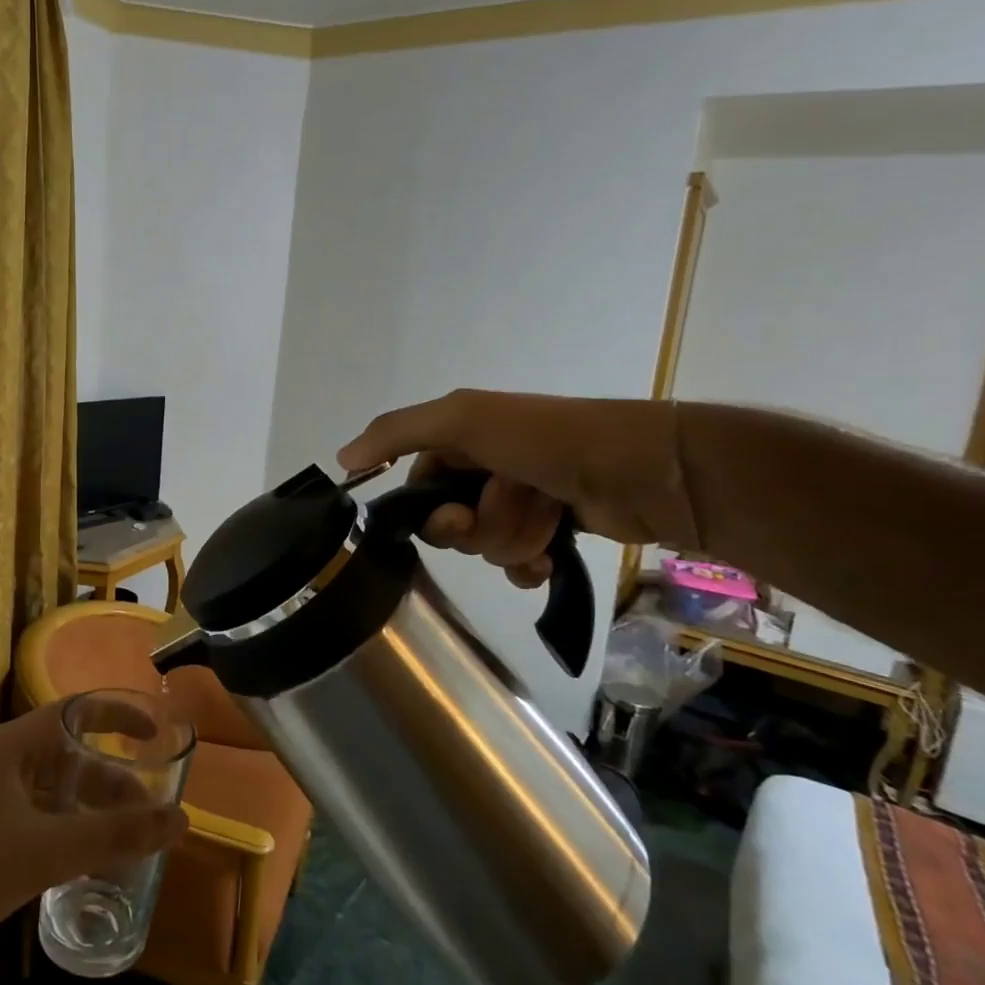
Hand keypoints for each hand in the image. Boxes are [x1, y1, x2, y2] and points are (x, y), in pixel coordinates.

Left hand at [0, 697, 187, 984]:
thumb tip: (180, 819)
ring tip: (130, 843)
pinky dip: (70, 836)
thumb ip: (115, 834)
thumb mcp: (47, 850)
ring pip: (55, 794)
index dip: (117, 715)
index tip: (154, 734)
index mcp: (9, 747)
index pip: (74, 711)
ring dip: (93, 813)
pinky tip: (91, 867)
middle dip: (111, 780)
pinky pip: (40, 824)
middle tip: (148, 812)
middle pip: (69, 756)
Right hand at [337, 390, 696, 587]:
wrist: (643, 469)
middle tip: (509, 509)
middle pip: (451, 523)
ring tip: (547, 519)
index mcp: (463, 441)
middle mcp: (488, 469)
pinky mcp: (555, 530)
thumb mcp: (462, 420)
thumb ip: (397, 433)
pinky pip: (518, 563)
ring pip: (486, 545)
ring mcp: (524, 500)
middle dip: (477, 525)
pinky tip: (546, 559)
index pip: (419, 487)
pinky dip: (528, 564)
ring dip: (512, 538)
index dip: (429, 510)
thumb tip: (341, 459)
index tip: (453, 516)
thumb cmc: (545, 440)